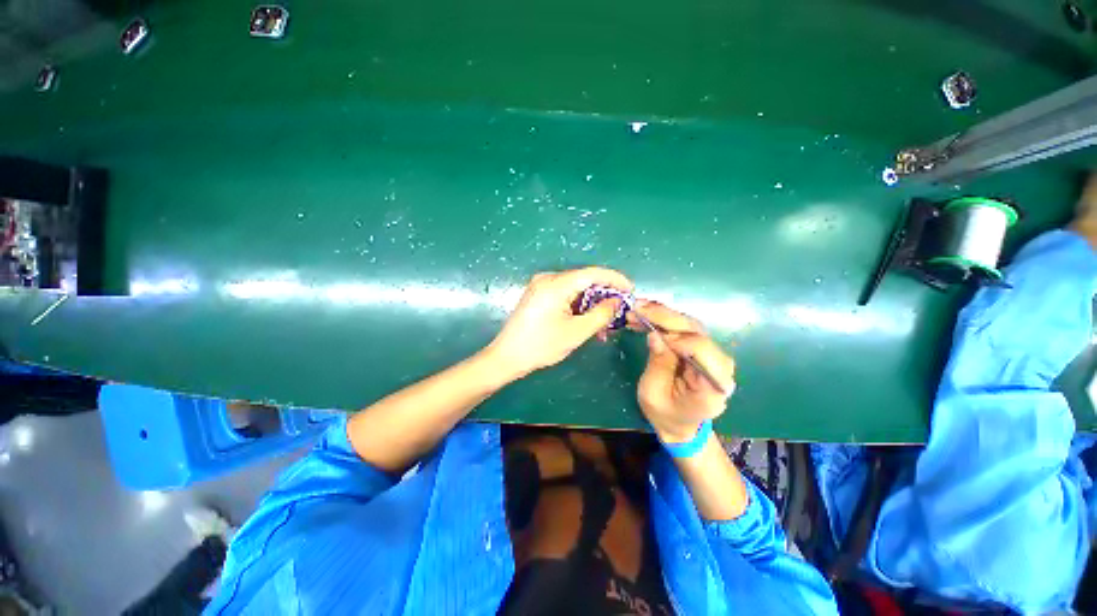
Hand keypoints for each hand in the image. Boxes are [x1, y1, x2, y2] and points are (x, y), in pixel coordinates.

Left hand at [486, 267, 633, 379]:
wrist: (507, 357)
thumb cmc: (541, 346)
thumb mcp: (576, 332)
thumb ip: (601, 314)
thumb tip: (616, 301)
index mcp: (556, 284)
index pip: (593, 273)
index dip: (615, 279)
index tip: (631, 290)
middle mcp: (548, 278)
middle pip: (584, 281)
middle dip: (603, 297)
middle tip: (618, 314)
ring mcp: (541, 286)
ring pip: (576, 290)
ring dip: (591, 305)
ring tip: (603, 327)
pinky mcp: (538, 294)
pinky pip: (565, 295)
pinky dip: (578, 307)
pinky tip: (586, 322)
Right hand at [630, 301, 735, 442]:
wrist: (679, 422)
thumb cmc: (665, 413)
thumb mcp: (653, 394)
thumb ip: (657, 365)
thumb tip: (655, 335)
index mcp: (712, 384)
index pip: (702, 349)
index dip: (677, 337)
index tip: (651, 333)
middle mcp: (718, 364)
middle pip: (695, 331)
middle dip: (664, 317)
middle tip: (637, 308)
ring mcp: (711, 353)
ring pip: (689, 324)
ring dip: (661, 314)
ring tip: (637, 309)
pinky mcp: (700, 347)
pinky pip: (683, 327)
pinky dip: (664, 320)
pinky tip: (645, 315)